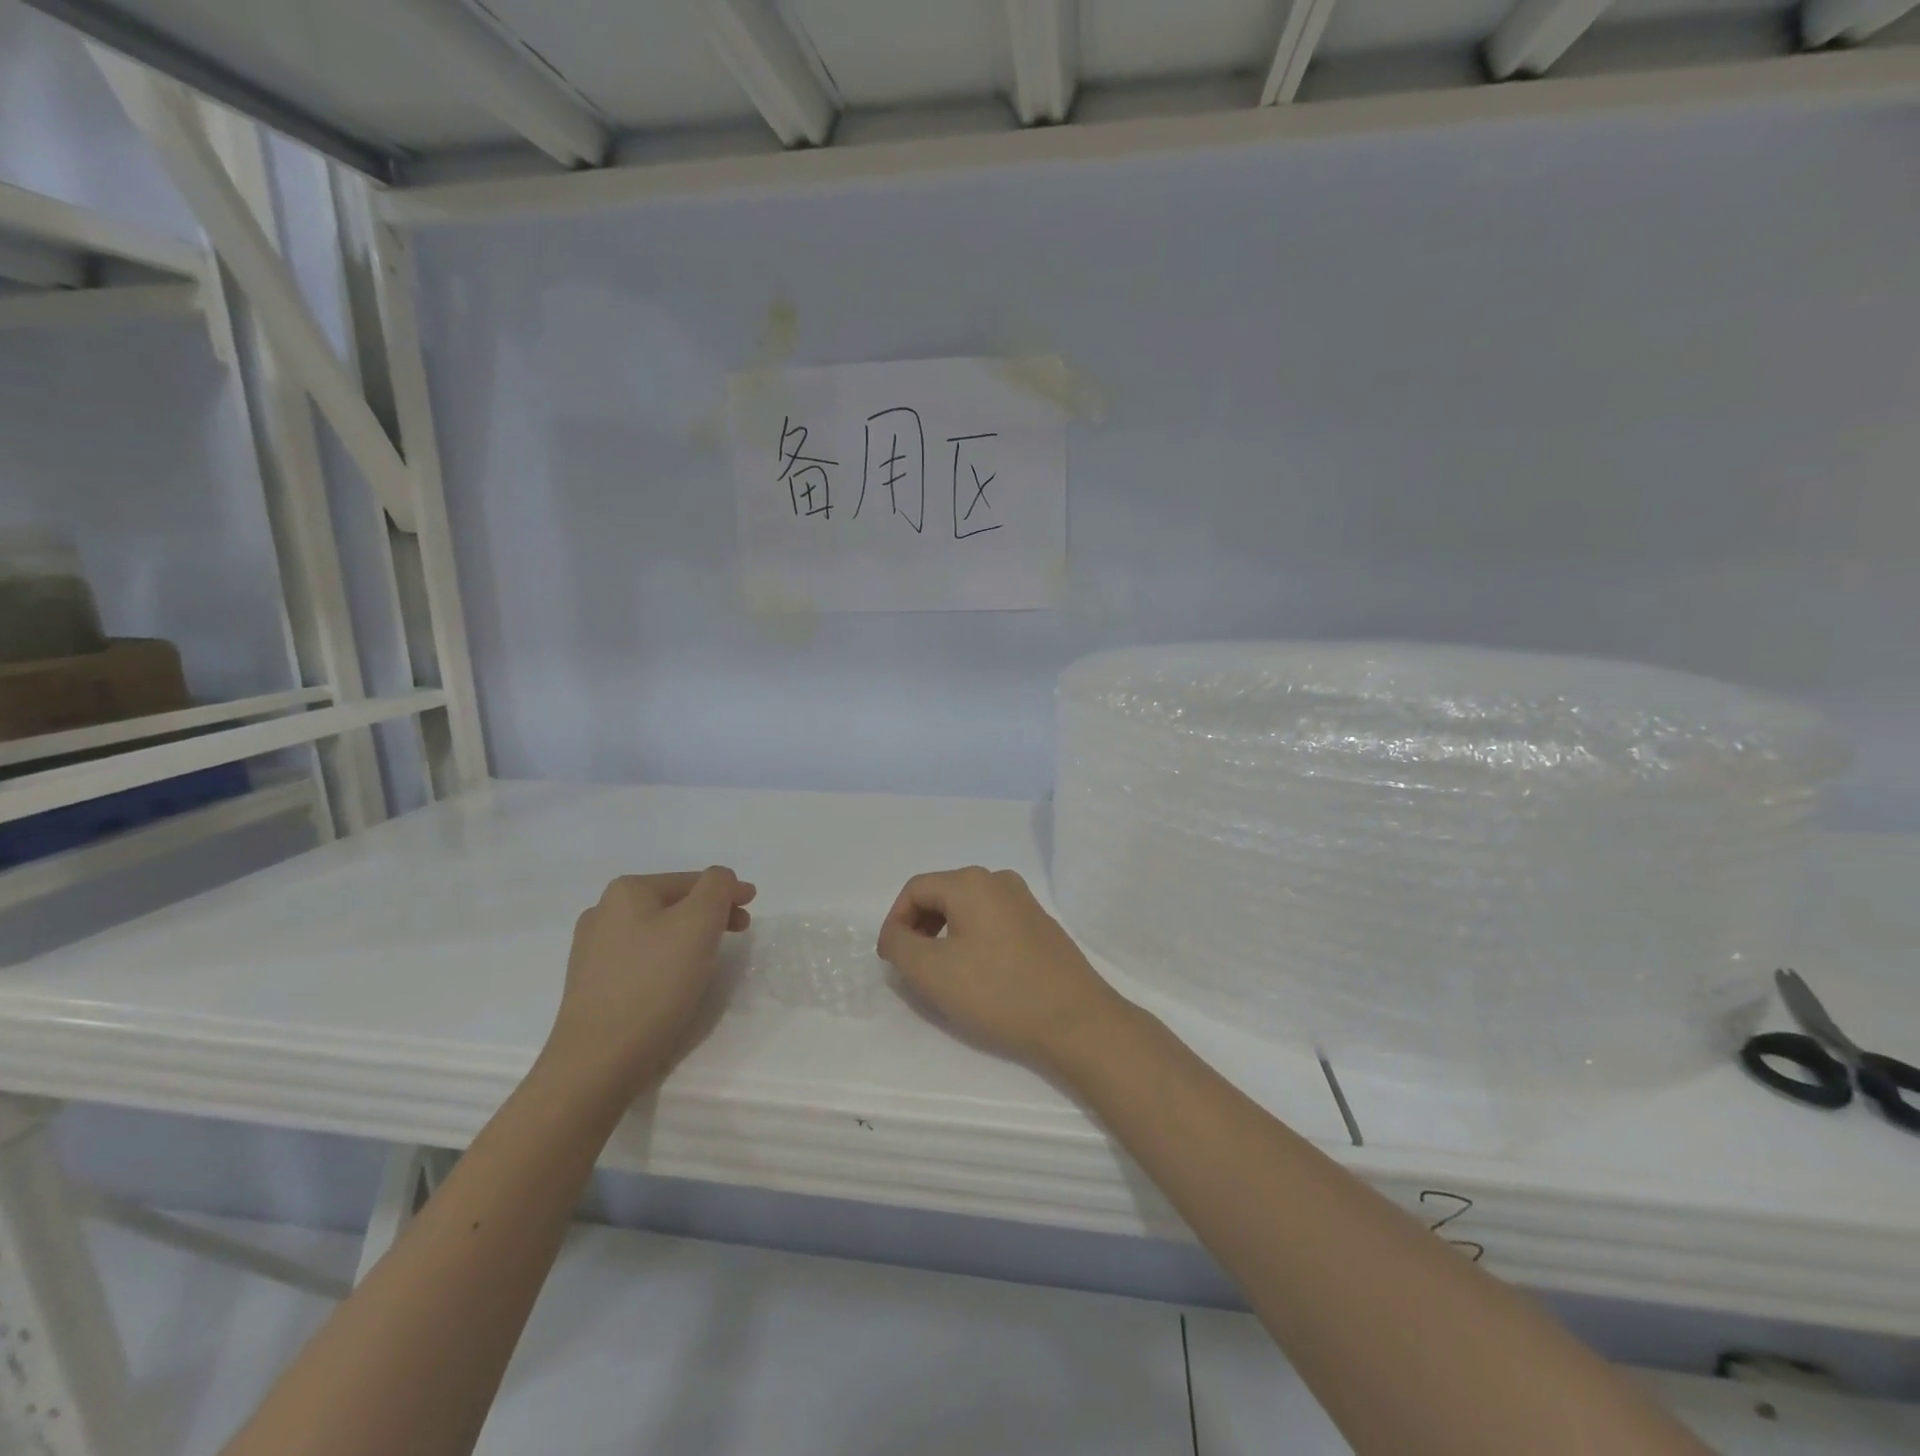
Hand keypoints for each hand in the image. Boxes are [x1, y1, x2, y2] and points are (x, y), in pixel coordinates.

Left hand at [545, 868, 755, 1097]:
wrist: (597, 1061)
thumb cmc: (655, 983)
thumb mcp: (699, 922)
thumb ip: (717, 887)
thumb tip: (720, 879)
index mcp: (627, 891)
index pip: (692, 880)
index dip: (728, 891)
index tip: (753, 907)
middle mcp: (603, 912)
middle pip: (674, 903)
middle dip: (710, 914)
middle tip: (739, 932)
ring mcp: (592, 949)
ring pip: (657, 931)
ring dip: (689, 937)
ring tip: (709, 959)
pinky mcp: (591, 984)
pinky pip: (640, 958)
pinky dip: (665, 960)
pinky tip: (674, 982)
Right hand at [876, 867, 1131, 1070]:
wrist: (1075, 1020)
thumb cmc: (998, 992)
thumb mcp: (932, 972)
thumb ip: (900, 945)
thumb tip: (896, 934)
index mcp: (971, 882)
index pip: (915, 889)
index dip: (895, 921)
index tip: (891, 960)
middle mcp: (999, 880)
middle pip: (942, 894)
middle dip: (920, 927)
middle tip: (913, 967)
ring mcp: (1024, 901)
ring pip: (968, 909)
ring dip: (945, 935)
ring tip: (942, 974)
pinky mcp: (1040, 924)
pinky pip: (992, 921)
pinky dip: (972, 940)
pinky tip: (977, 975)